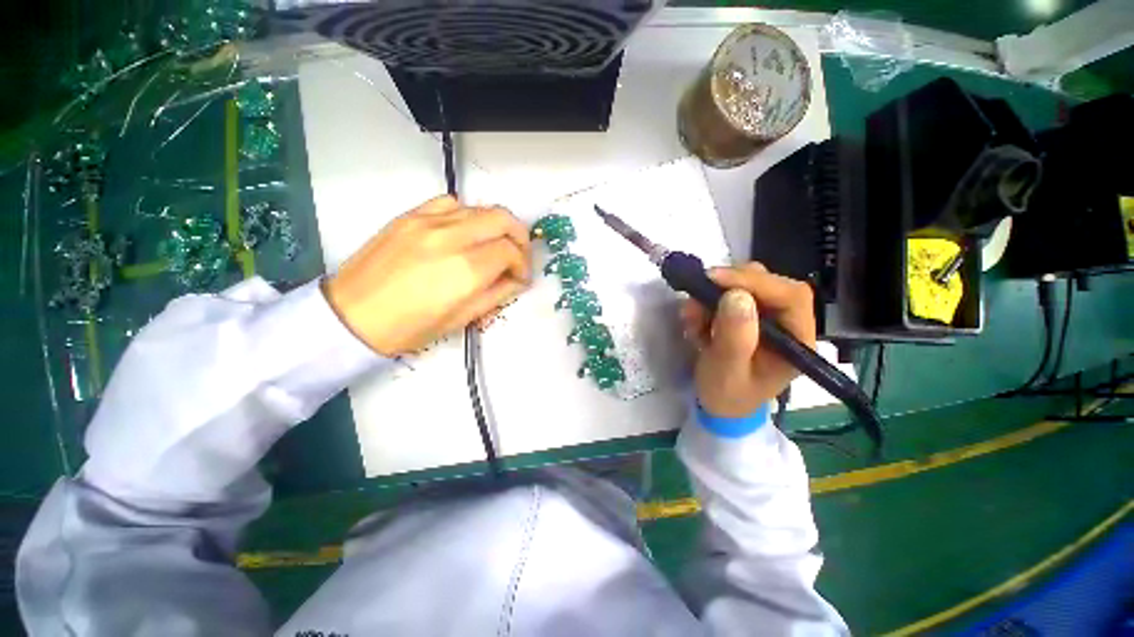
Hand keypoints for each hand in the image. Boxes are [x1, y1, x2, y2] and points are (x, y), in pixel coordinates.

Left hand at [323, 196, 530, 355]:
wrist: (352, 316)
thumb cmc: (410, 327)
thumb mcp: (462, 318)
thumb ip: (497, 294)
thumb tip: (516, 279)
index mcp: (466, 270)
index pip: (510, 251)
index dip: (523, 265)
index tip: (520, 278)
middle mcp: (451, 238)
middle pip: (503, 218)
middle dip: (519, 237)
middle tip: (517, 256)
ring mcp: (428, 222)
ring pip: (480, 208)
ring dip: (496, 226)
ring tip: (492, 246)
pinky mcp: (409, 215)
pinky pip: (450, 203)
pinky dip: (467, 215)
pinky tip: (464, 233)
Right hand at [679, 263, 815, 417]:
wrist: (718, 404)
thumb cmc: (727, 395)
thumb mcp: (727, 372)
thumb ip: (735, 338)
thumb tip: (737, 295)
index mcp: (797, 341)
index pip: (790, 297)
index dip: (756, 281)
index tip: (716, 279)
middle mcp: (787, 323)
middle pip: (768, 284)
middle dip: (729, 285)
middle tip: (697, 294)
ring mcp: (766, 317)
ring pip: (745, 286)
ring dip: (712, 296)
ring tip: (692, 317)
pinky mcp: (747, 315)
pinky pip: (727, 295)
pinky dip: (706, 303)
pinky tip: (694, 322)